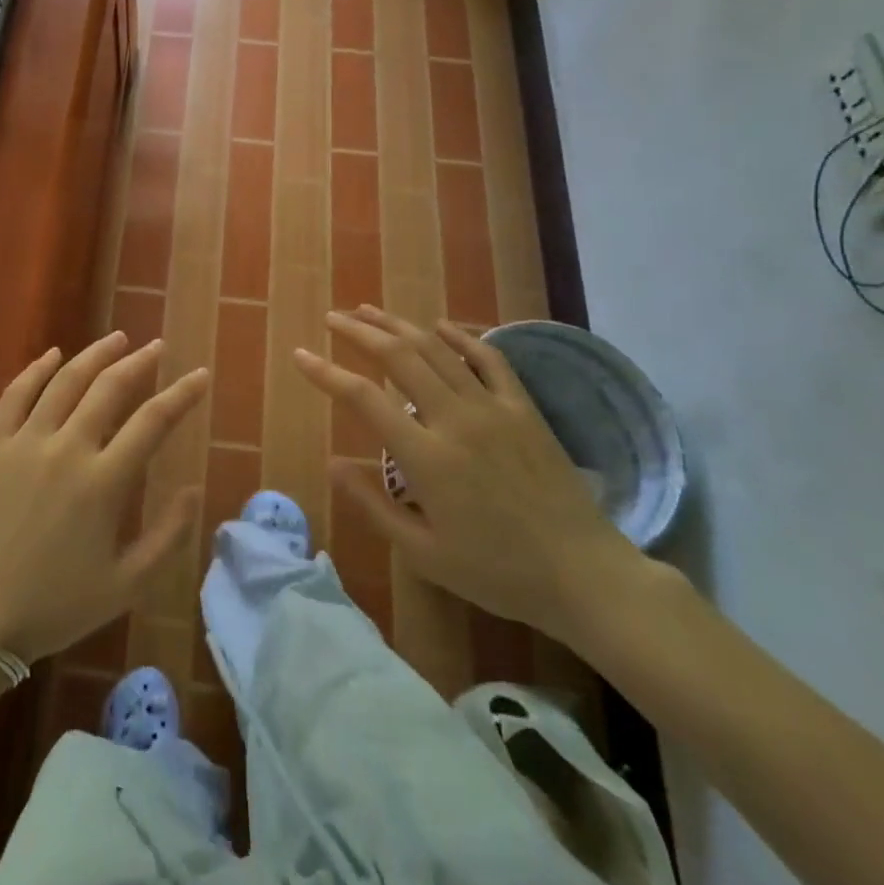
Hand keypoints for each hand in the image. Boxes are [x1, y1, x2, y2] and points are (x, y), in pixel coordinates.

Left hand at [0, 332, 206, 662]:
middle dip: (139, 362)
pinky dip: (37, 369)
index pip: (153, 421)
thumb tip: (194, 489)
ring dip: (95, 355)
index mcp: (104, 482)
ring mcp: (25, 442)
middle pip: (110, 388)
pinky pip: (16, 393)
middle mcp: (67, 449)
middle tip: (157, 346)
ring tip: (117, 339)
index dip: (181, 395)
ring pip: (65, 381)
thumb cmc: (55, 606)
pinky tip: (53, 354)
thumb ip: (167, 536)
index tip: (200, 375)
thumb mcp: (126, 585)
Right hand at [294, 308, 643, 643]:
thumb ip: (373, 506)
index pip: (363, 398)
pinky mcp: (523, 408)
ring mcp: (493, 407)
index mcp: (426, 457)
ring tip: (368, 310)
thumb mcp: (424, 553)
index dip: (326, 373)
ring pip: (436, 349)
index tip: (300, 356)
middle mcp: (455, 419)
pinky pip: (489, 359)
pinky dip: (460, 336)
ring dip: (398, 325)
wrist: (583, 574)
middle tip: (332, 318)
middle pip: (398, 357)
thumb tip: (332, 464)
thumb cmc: (497, 571)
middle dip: (359, 332)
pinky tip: (439, 325)